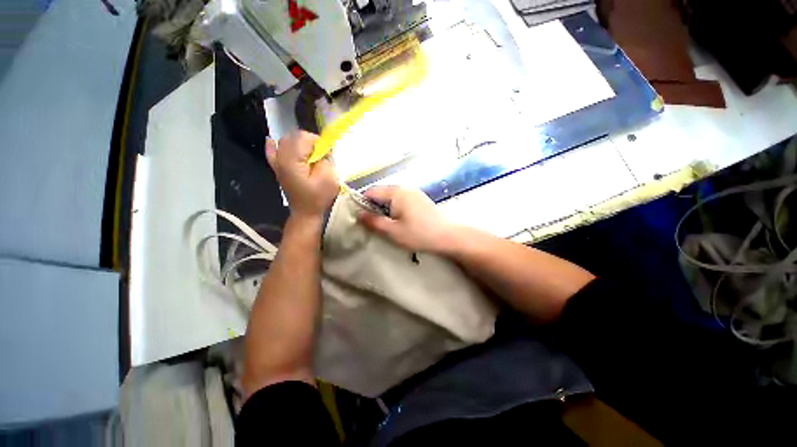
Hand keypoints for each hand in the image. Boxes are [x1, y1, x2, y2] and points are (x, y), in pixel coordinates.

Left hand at [265, 131, 338, 219]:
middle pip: (293, 136)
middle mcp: (281, 158)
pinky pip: (272, 152)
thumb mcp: (329, 179)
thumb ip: (326, 160)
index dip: (318, 141)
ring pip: (285, 141)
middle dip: (309, 141)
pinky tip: (274, 142)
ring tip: (310, 155)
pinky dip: (275, 145)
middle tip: (321, 154)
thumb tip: (322, 151)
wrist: (305, 213)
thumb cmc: (318, 198)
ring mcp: (277, 163)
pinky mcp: (278, 169)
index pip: (303, 137)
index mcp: (292, 160)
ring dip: (299, 143)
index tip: (327, 153)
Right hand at [357, 186, 456, 252]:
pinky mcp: (420, 199)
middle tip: (371, 224)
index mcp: (396, 192)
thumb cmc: (419, 234)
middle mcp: (404, 188)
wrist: (448, 236)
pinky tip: (398, 221)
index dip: (361, 203)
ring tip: (384, 224)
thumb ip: (374, 222)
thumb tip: (359, 214)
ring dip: (384, 209)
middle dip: (373, 207)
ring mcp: (414, 192)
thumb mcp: (393, 231)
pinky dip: (395, 209)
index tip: (358, 217)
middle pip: (381, 193)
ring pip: (391, 197)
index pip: (371, 191)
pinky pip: (401, 201)